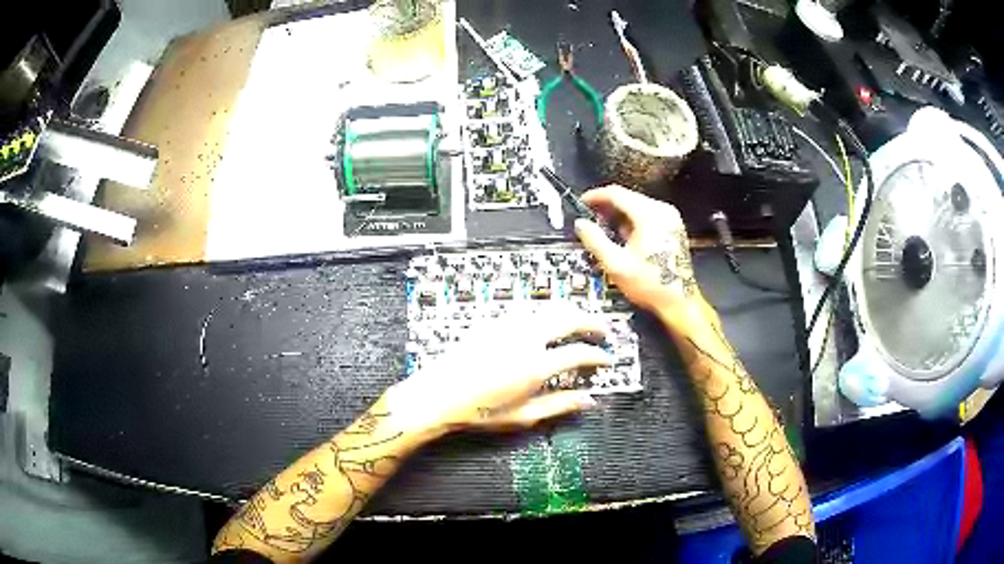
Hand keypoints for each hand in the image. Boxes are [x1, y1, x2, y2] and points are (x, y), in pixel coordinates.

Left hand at [389, 303, 611, 435]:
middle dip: (591, 321)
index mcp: (535, 366)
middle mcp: (525, 338)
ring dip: (570, 312)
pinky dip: (546, 313)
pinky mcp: (493, 321)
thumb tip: (589, 400)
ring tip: (580, 323)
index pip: (579, 353)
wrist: (437, 395)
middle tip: (602, 330)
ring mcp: (507, 325)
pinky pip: (528, 310)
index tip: (607, 360)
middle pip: (568, 317)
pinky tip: (547, 324)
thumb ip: (559, 406)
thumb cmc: (478, 412)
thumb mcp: (522, 416)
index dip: (598, 356)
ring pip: (548, 307)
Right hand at [575, 185, 700, 312]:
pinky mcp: (674, 227)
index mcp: (649, 215)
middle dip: (607, 206)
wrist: (679, 301)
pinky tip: (625, 236)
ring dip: (620, 214)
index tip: (582, 202)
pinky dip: (633, 220)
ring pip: (638, 205)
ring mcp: (671, 218)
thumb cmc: (649, 284)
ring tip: (605, 229)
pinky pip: (648, 214)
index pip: (616, 194)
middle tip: (591, 217)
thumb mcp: (616, 264)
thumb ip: (595, 240)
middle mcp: (662, 211)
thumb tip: (581, 224)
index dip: (596, 196)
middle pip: (628, 197)